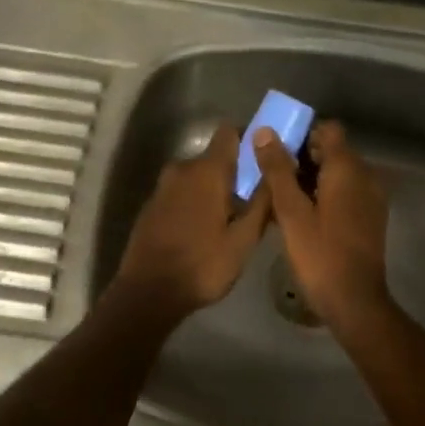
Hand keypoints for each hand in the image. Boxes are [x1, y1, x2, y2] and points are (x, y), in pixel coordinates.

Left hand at [108, 124, 270, 324]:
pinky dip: (196, 201)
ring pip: (198, 176)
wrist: (148, 292)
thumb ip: (262, 202)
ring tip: (232, 218)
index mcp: (207, 170)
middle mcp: (182, 168)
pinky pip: (182, 192)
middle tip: (255, 199)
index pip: (230, 132)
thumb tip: (276, 171)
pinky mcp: (152, 205)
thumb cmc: (202, 265)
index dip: (249, 140)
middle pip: (215, 157)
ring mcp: (163, 186)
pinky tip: (205, 229)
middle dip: (235, 172)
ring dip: (215, 189)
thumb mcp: (243, 239)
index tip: (265, 159)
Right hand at [252, 122, 393, 334]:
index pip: (328, 129)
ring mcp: (370, 198)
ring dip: (311, 177)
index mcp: (347, 168)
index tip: (277, 148)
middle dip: (301, 156)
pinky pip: (345, 192)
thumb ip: (277, 169)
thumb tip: (264, 132)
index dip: (302, 132)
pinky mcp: (369, 217)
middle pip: (332, 150)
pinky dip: (324, 194)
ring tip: (280, 196)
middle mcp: (365, 176)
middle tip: (270, 174)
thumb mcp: (291, 212)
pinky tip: (300, 214)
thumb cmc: (320, 254)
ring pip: (338, 173)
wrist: (355, 302)